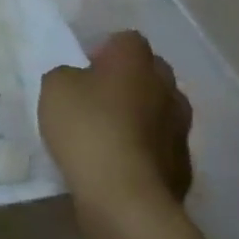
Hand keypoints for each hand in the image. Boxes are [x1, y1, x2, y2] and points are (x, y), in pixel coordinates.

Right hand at [39, 30, 192, 238]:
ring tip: (109, 133)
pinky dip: (145, 150)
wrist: (125, 198)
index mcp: (136, 62)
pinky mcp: (184, 168)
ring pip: (160, 111)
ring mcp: (181, 130)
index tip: (85, 68)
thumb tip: (82, 81)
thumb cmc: (87, 128)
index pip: (127, 39)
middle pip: (151, 73)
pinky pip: (161, 147)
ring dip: (140, 116)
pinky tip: (120, 164)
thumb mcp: (55, 86)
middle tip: (97, 97)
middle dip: (129, 80)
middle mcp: (167, 89)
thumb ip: (68, 74)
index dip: (106, 49)